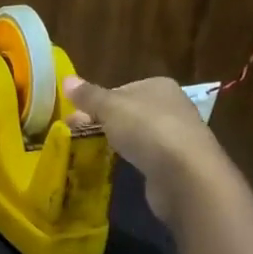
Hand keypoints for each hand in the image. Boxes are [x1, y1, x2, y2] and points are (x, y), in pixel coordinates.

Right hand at [62, 75, 218, 224]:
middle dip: (103, 120)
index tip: (75, 115)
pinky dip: (133, 158)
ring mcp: (177, 136)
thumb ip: (88, 95)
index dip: (97, 100)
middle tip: (76, 132)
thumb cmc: (147, 130)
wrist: (186, 175)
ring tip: (92, 150)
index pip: (122, 88)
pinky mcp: (177, 163)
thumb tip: (66, 78)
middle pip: (129, 111)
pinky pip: (147, 155)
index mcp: (158, 86)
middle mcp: (172, 106)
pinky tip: (121, 165)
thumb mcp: (110, 107)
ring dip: (118, 140)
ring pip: (138, 133)